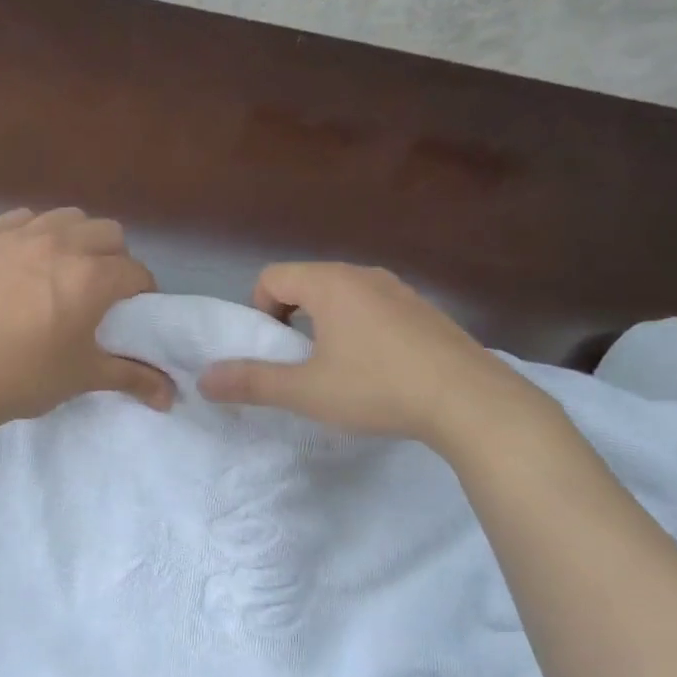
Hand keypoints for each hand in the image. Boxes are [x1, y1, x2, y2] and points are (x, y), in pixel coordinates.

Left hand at [0, 207, 175, 429]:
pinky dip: (34, 231)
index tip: (132, 310)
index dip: (141, 291)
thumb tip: (171, 397)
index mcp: (91, 278)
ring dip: (77, 237)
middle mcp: (61, 245)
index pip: (136, 272)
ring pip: (67, 217)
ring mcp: (19, 235)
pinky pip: (22, 217)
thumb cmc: (21, 377)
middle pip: (108, 232)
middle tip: (99, 288)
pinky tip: (24, 258)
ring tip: (63, 267)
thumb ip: (131, 377)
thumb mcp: (81, 377)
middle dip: (114, 257)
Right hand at [197, 262, 549, 448]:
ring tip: (341, 368)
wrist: (471, 402)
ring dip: (329, 323)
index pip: (272, 277)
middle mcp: (363, 275)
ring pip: (345, 295)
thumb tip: (205, 379)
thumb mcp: (307, 391)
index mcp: (330, 283)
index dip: (260, 311)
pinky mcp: (426, 310)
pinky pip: (377, 307)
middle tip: (302, 362)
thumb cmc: (378, 388)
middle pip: (308, 283)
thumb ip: (253, 382)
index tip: (275, 351)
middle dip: (293, 317)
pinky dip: (364, 329)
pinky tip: (382, 369)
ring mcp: (400, 289)